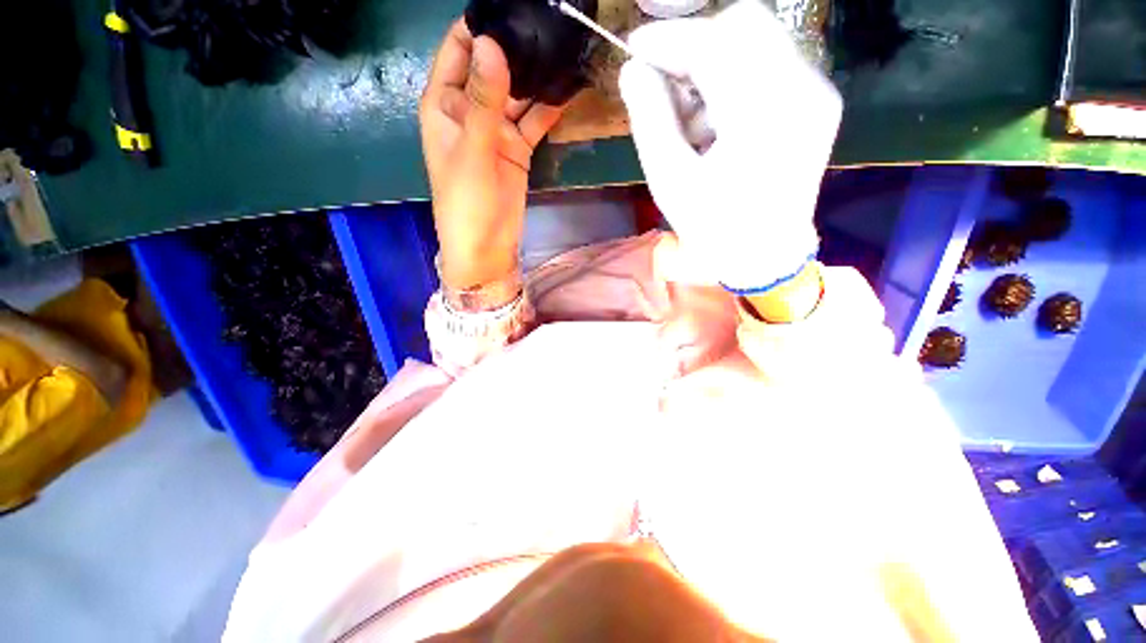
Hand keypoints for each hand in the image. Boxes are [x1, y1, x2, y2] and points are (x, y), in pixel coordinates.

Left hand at [420, 20, 564, 292]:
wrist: (486, 246)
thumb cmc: (467, 203)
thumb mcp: (473, 150)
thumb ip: (484, 101)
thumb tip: (493, 44)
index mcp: (444, 104)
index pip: (458, 50)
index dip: (480, 26)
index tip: (511, 9)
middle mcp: (470, 110)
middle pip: (493, 67)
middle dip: (515, 47)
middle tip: (548, 24)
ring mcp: (497, 130)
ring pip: (517, 93)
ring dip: (536, 76)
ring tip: (562, 48)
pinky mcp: (517, 148)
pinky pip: (534, 120)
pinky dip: (548, 107)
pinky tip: (566, 88)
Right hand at [619, 1, 841, 291]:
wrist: (766, 257)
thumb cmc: (714, 228)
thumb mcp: (670, 180)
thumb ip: (650, 119)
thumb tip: (633, 70)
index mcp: (763, 113)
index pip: (714, 42)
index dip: (669, 39)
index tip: (634, 49)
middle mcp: (802, 88)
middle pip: (744, 24)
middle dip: (694, 45)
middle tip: (664, 83)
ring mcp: (816, 92)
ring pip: (758, 41)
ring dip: (713, 65)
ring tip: (689, 118)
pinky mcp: (816, 101)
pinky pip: (771, 64)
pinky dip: (735, 79)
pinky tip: (716, 122)